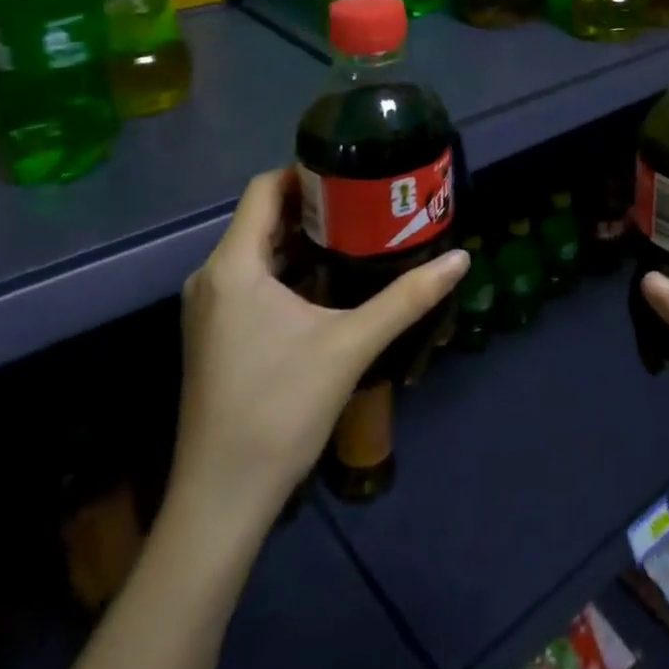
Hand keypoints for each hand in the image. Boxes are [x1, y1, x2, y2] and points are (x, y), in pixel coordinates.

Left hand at [169, 167, 468, 520]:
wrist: (222, 499)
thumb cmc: (280, 410)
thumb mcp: (351, 346)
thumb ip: (406, 298)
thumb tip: (460, 260)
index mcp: (234, 266)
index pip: (263, 189)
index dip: (304, 171)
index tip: (351, 169)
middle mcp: (212, 276)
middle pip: (262, 217)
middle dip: (313, 204)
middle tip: (366, 199)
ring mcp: (209, 308)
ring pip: (257, 249)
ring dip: (301, 237)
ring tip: (356, 231)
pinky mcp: (214, 333)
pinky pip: (251, 278)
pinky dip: (286, 267)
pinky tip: (327, 280)